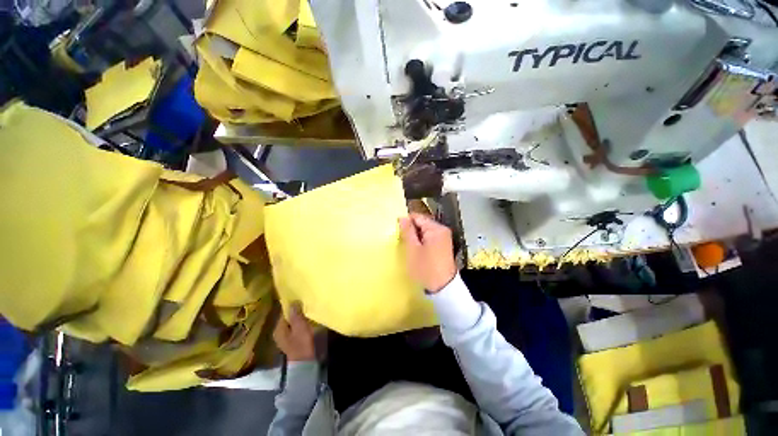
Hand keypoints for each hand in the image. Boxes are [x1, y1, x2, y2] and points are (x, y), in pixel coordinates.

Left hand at [273, 302, 315, 361]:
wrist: (304, 364)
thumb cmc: (301, 344)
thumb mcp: (300, 327)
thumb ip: (296, 315)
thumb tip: (293, 301)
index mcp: (278, 329)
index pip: (284, 312)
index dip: (293, 305)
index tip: (302, 299)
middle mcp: (279, 332)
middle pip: (288, 318)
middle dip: (297, 311)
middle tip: (307, 304)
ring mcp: (285, 337)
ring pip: (292, 323)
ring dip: (300, 318)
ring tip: (309, 311)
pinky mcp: (292, 341)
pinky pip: (296, 328)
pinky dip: (301, 324)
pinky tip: (308, 322)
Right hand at [399, 213, 457, 292]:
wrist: (443, 288)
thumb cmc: (425, 268)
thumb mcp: (413, 249)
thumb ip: (407, 231)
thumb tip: (402, 217)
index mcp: (436, 229)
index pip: (417, 217)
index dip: (406, 222)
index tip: (398, 232)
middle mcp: (442, 230)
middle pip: (422, 223)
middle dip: (411, 230)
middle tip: (402, 241)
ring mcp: (444, 238)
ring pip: (425, 231)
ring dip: (416, 236)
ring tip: (409, 247)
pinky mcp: (444, 245)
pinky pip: (430, 237)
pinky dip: (422, 241)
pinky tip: (417, 251)